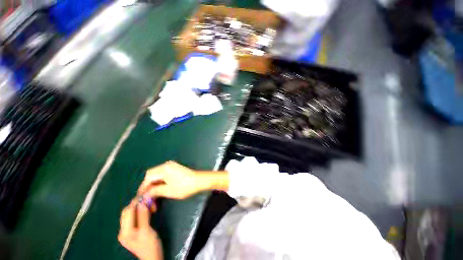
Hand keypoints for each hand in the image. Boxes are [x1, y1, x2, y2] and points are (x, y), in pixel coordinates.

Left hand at [118, 199, 162, 259]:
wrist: (152, 258)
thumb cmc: (150, 246)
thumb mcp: (147, 231)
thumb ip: (143, 216)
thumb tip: (143, 202)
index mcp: (125, 231)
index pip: (128, 211)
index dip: (136, 202)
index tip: (146, 195)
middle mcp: (123, 230)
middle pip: (127, 212)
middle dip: (137, 204)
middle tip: (149, 200)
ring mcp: (127, 231)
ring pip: (130, 214)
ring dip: (139, 208)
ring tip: (150, 205)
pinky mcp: (132, 231)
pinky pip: (134, 218)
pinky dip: (140, 212)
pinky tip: (147, 211)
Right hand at [138, 161, 204, 199]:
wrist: (199, 181)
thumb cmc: (184, 186)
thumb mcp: (168, 191)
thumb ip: (154, 191)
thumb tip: (145, 194)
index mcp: (163, 169)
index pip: (148, 178)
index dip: (143, 188)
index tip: (141, 198)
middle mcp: (166, 165)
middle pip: (151, 175)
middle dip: (148, 187)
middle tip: (148, 198)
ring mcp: (171, 166)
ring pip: (157, 175)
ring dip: (154, 185)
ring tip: (154, 197)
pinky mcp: (175, 168)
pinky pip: (163, 174)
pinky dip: (160, 182)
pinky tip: (160, 190)